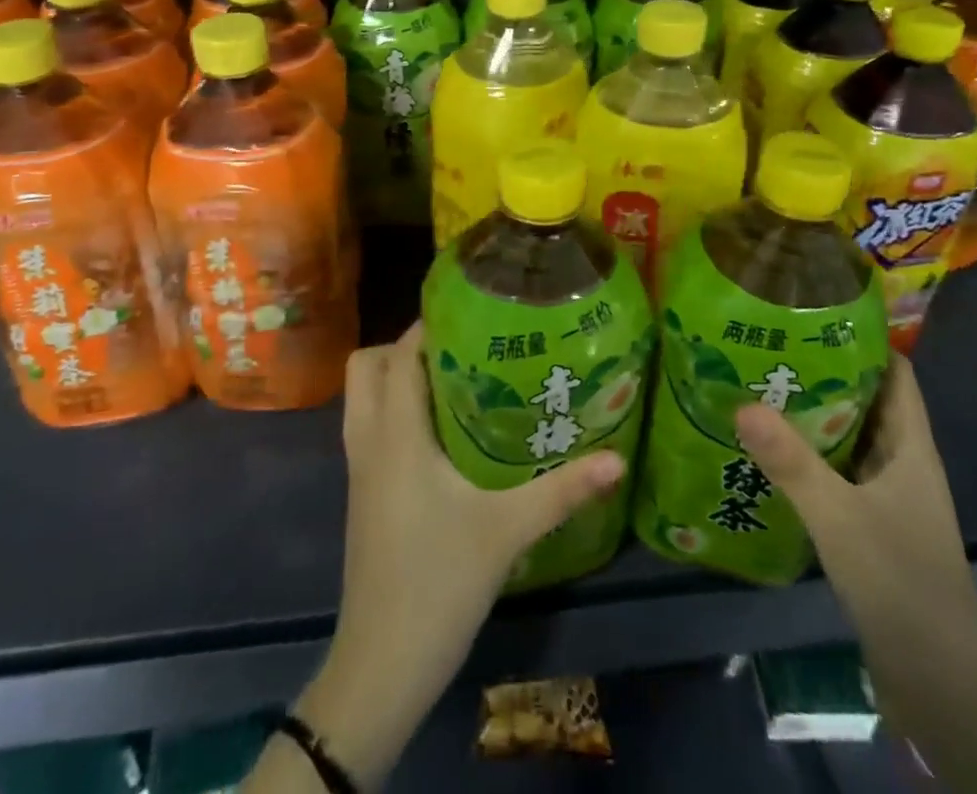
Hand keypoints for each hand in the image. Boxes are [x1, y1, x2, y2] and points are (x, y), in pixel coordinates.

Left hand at [272, 323, 624, 789]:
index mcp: (396, 433)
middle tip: (461, 348)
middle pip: (368, 365)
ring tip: (453, 380)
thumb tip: (617, 458)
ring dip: (396, 376)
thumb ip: (562, 490)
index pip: (401, 353)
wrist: (383, 664)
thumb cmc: (439, 583)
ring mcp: (359, 468)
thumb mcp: (508, 531)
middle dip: (407, 346)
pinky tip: (440, 432)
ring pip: (362, 395)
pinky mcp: (362, 492)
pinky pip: (367, 425)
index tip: (472, 311)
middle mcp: (369, 439)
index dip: (429, 324)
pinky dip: (392, 408)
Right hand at [735, 357, 976, 667]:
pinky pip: (838, 474)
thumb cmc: (900, 583)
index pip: (896, 375)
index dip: (865, 340)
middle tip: (769, 345)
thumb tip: (741, 402)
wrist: (939, 685)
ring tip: (759, 387)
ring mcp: (889, 499)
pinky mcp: (872, 528)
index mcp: (911, 450)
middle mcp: (903, 465)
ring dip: (812, 416)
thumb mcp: (839, 517)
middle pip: (867, 402)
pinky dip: (810, 457)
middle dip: (824, 372)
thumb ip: (791, 461)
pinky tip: (770, 453)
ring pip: (849, 439)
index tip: (816, 311)